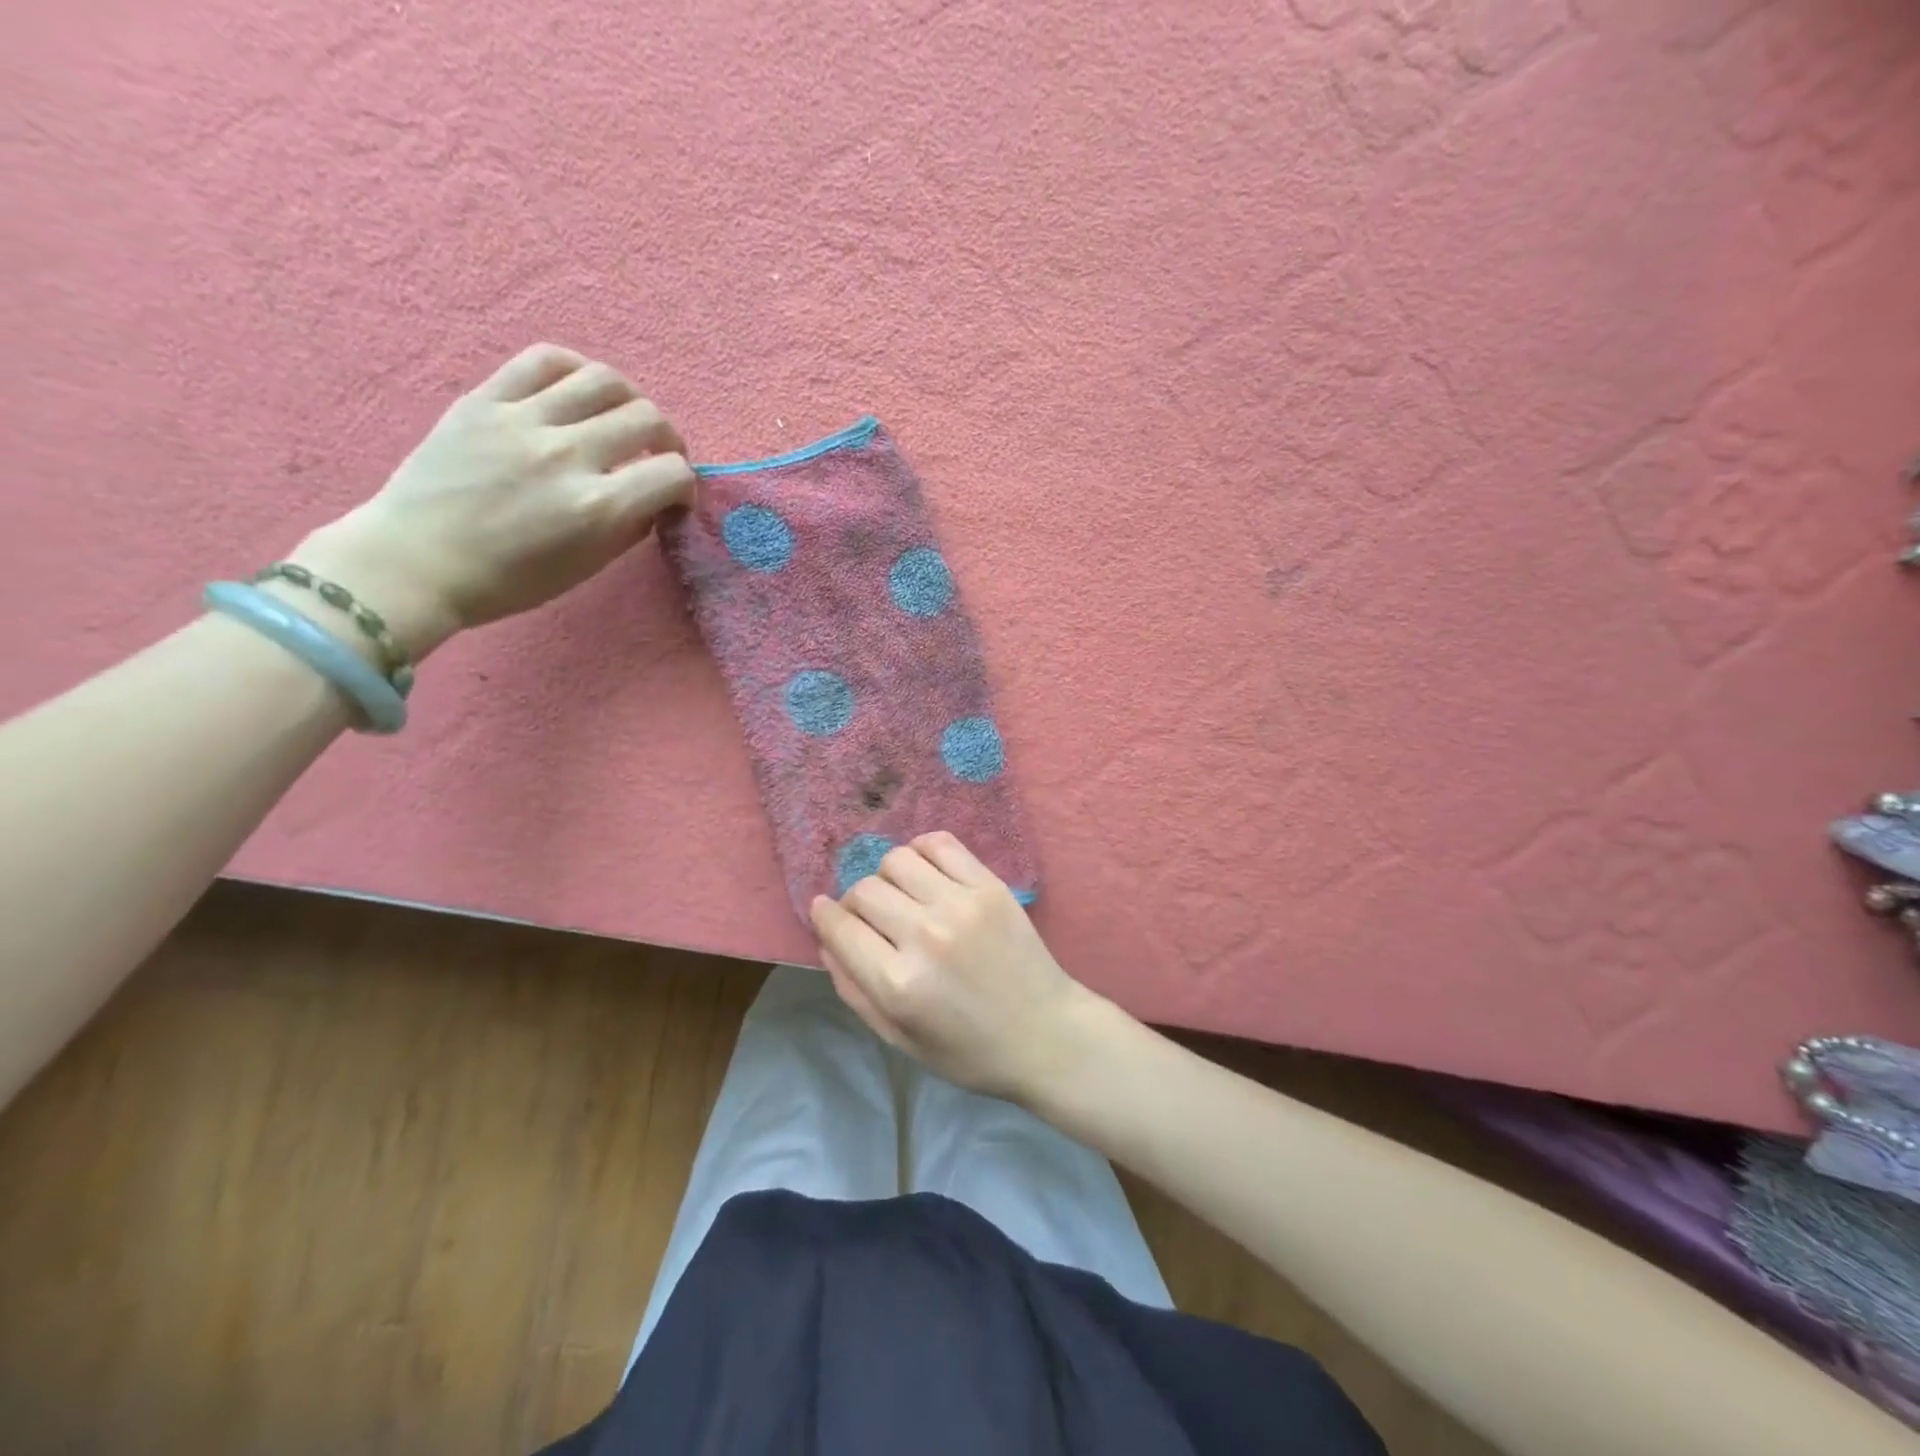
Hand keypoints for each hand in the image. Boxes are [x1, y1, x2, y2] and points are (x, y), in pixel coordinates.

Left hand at [289, 344, 695, 658]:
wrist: (416, 562)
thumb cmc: (509, 580)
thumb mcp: (587, 566)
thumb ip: (629, 526)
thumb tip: (655, 497)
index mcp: (596, 508)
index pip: (672, 474)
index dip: (684, 485)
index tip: (673, 496)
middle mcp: (567, 456)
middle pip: (647, 419)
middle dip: (667, 439)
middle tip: (657, 455)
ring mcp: (523, 421)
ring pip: (604, 380)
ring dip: (630, 400)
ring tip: (622, 417)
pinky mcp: (485, 399)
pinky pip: (543, 359)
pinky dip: (576, 370)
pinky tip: (580, 390)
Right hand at [809, 832, 1105, 1102]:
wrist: (1046, 1034)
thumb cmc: (969, 1051)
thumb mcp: (899, 1038)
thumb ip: (854, 990)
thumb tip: (826, 939)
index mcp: (898, 984)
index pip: (840, 928)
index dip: (824, 916)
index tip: (824, 911)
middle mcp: (925, 936)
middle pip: (865, 890)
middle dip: (856, 904)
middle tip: (873, 920)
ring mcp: (960, 905)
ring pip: (897, 860)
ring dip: (888, 877)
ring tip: (904, 897)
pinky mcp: (989, 885)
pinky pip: (939, 843)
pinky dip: (922, 851)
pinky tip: (927, 873)